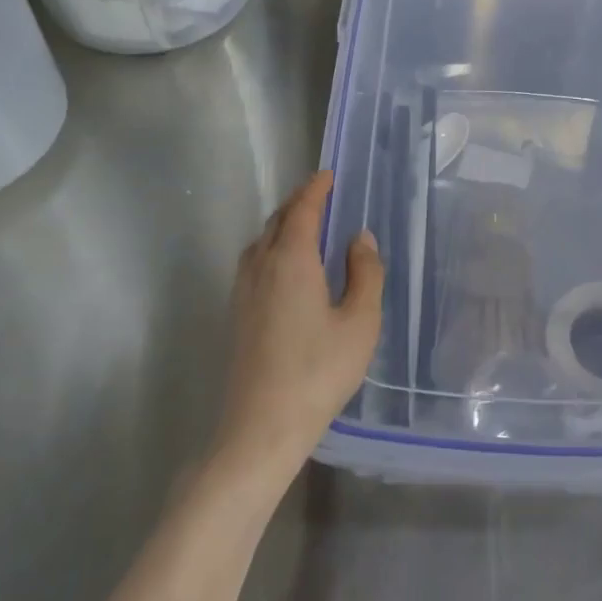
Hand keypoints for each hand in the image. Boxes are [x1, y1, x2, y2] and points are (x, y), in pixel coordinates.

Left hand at [217, 170, 383, 478]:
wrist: (261, 425)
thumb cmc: (319, 371)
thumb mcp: (360, 321)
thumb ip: (365, 273)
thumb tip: (359, 238)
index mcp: (291, 259)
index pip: (302, 210)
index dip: (316, 189)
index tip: (329, 175)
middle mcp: (260, 266)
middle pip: (277, 221)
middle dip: (298, 203)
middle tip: (321, 196)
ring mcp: (242, 291)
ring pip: (261, 242)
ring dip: (282, 225)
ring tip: (306, 227)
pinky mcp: (237, 313)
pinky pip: (254, 262)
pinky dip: (272, 248)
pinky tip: (286, 268)